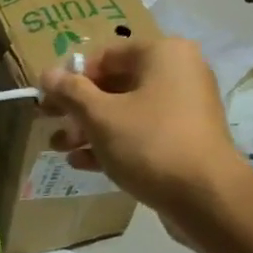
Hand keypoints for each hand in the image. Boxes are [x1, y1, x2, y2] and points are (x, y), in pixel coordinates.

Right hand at [39, 38, 249, 219]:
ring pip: (126, 112)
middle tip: (48, 123)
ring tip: (59, 148)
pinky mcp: (184, 140)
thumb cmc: (149, 144)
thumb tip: (46, 74)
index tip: (47, 100)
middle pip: (114, 84)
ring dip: (89, 129)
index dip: (71, 77)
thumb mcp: (100, 116)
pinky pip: (141, 133)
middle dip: (78, 107)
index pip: (105, 56)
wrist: (206, 198)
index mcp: (163, 54)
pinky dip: (112, 144)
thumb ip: (70, 92)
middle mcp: (178, 73)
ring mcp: (184, 109)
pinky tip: (82, 163)